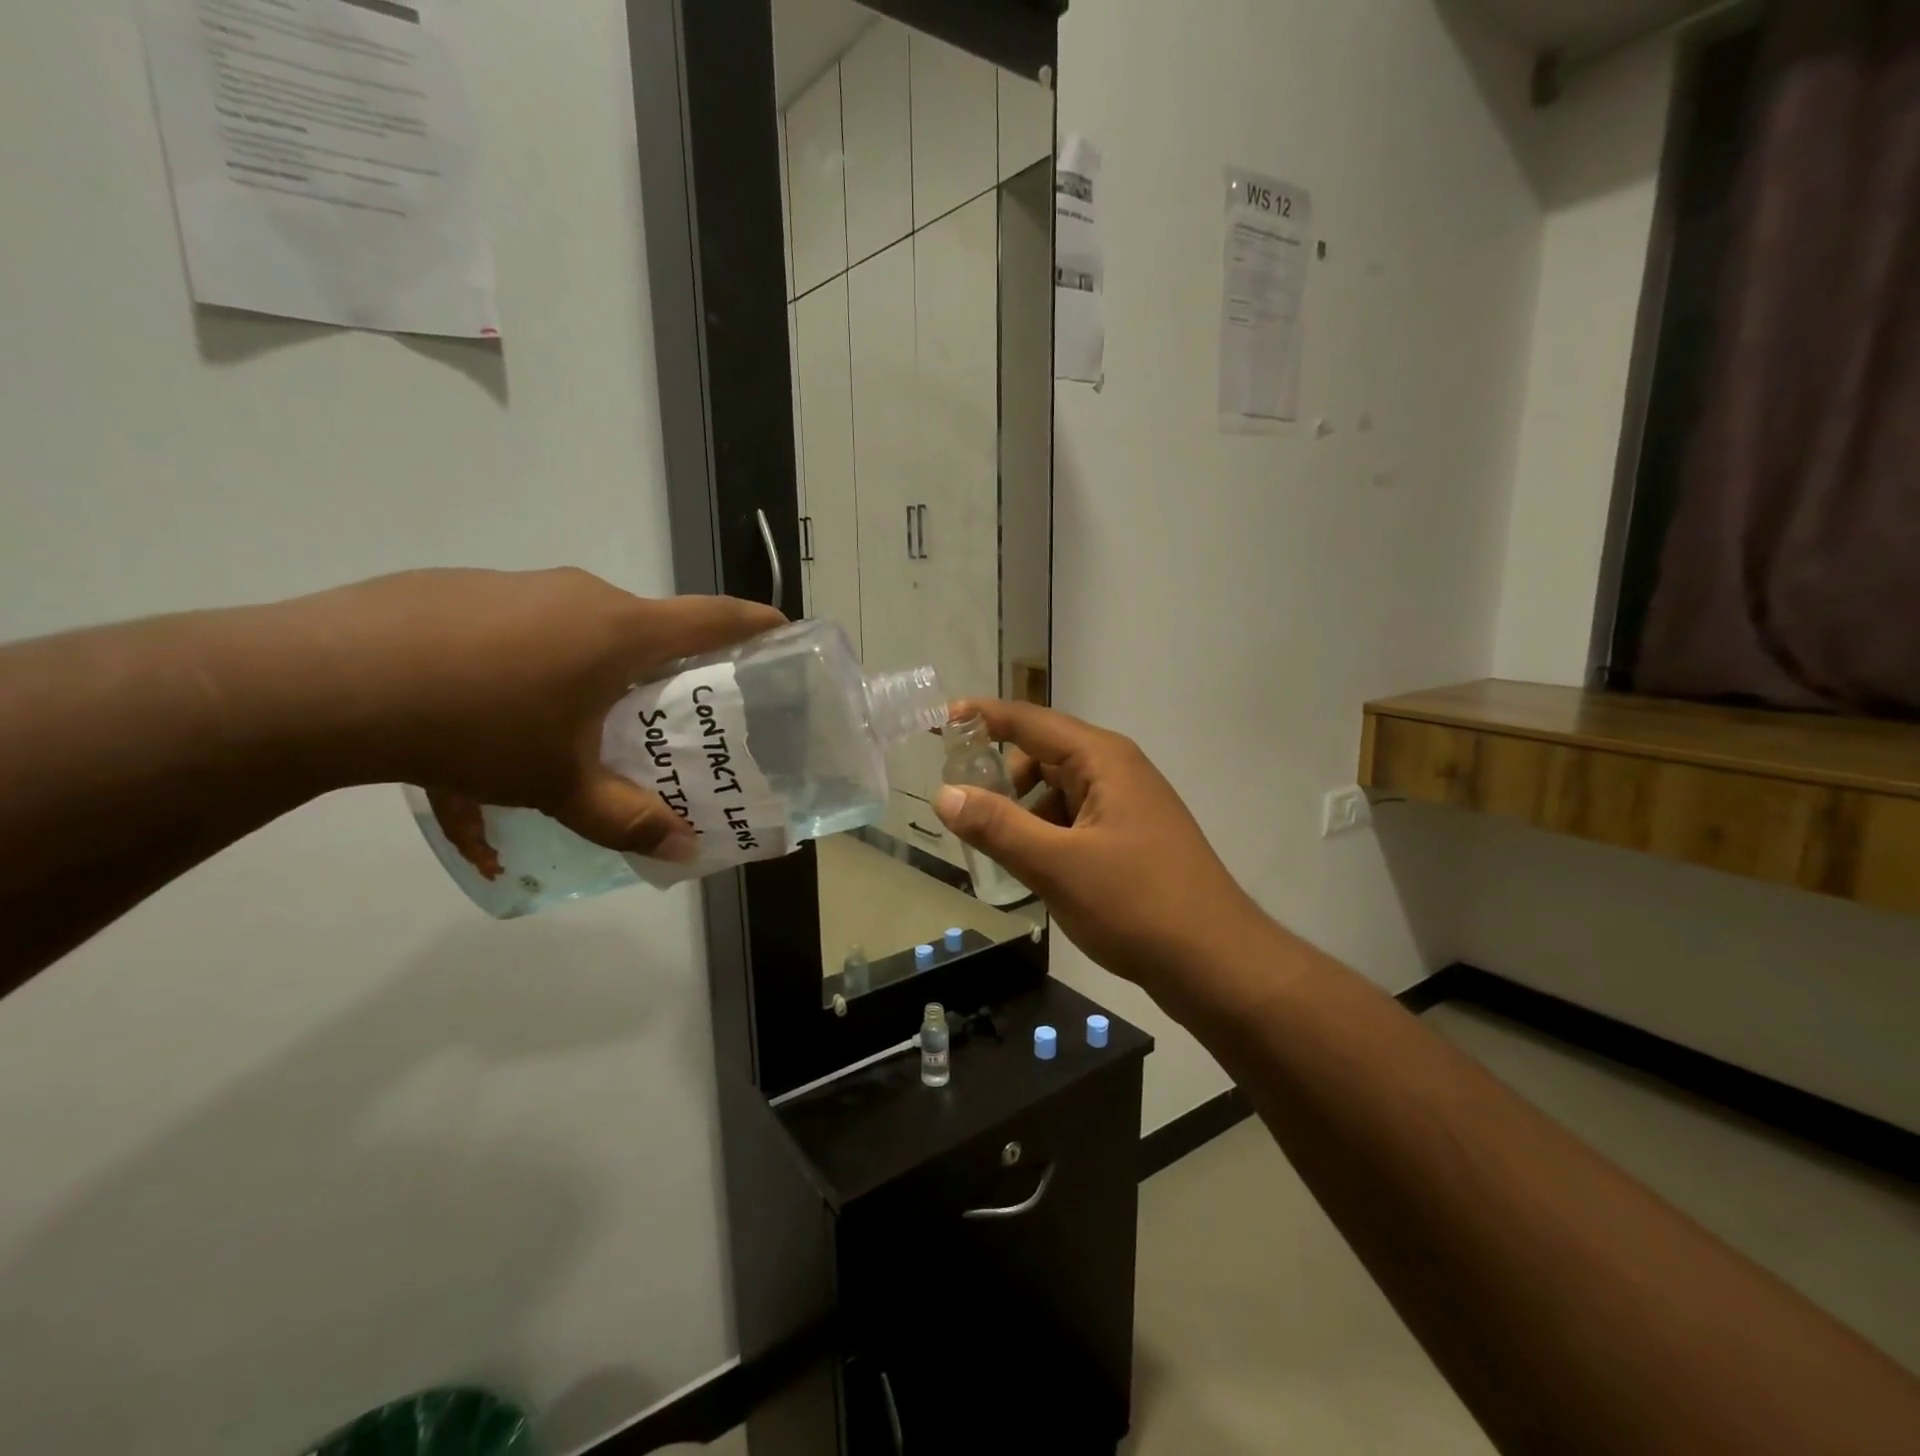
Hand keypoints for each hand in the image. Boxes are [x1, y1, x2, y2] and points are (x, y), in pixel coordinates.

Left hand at [286, 568, 782, 859]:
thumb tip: (683, 850)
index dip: (752, 623)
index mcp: (619, 631)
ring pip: (576, 628)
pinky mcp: (459, 589)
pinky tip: (484, 710)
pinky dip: (523, 664)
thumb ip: (626, 818)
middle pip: (643, 627)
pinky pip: (518, 628)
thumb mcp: (559, 786)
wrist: (323, 682)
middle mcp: (578, 595)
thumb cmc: (476, 726)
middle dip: (660, 668)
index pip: (711, 619)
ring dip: (586, 670)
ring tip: (562, 724)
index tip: (781, 627)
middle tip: (659, 713)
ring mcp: (516, 585)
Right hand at [933, 699, 1269, 995]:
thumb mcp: (1056, 865)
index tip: (942, 721)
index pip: (1031, 721)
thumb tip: (945, 794)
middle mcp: (1118, 770)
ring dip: (1026, 812)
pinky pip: (1078, 820)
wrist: (1216, 963)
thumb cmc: (1136, 904)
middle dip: (1004, 778)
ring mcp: (1130, 805)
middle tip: (969, 813)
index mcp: (1103, 759)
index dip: (984, 717)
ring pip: (1059, 792)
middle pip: (1044, 755)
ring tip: (1002, 852)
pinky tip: (1038, 870)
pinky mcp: (1134, 838)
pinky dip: (1050, 834)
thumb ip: (997, 826)